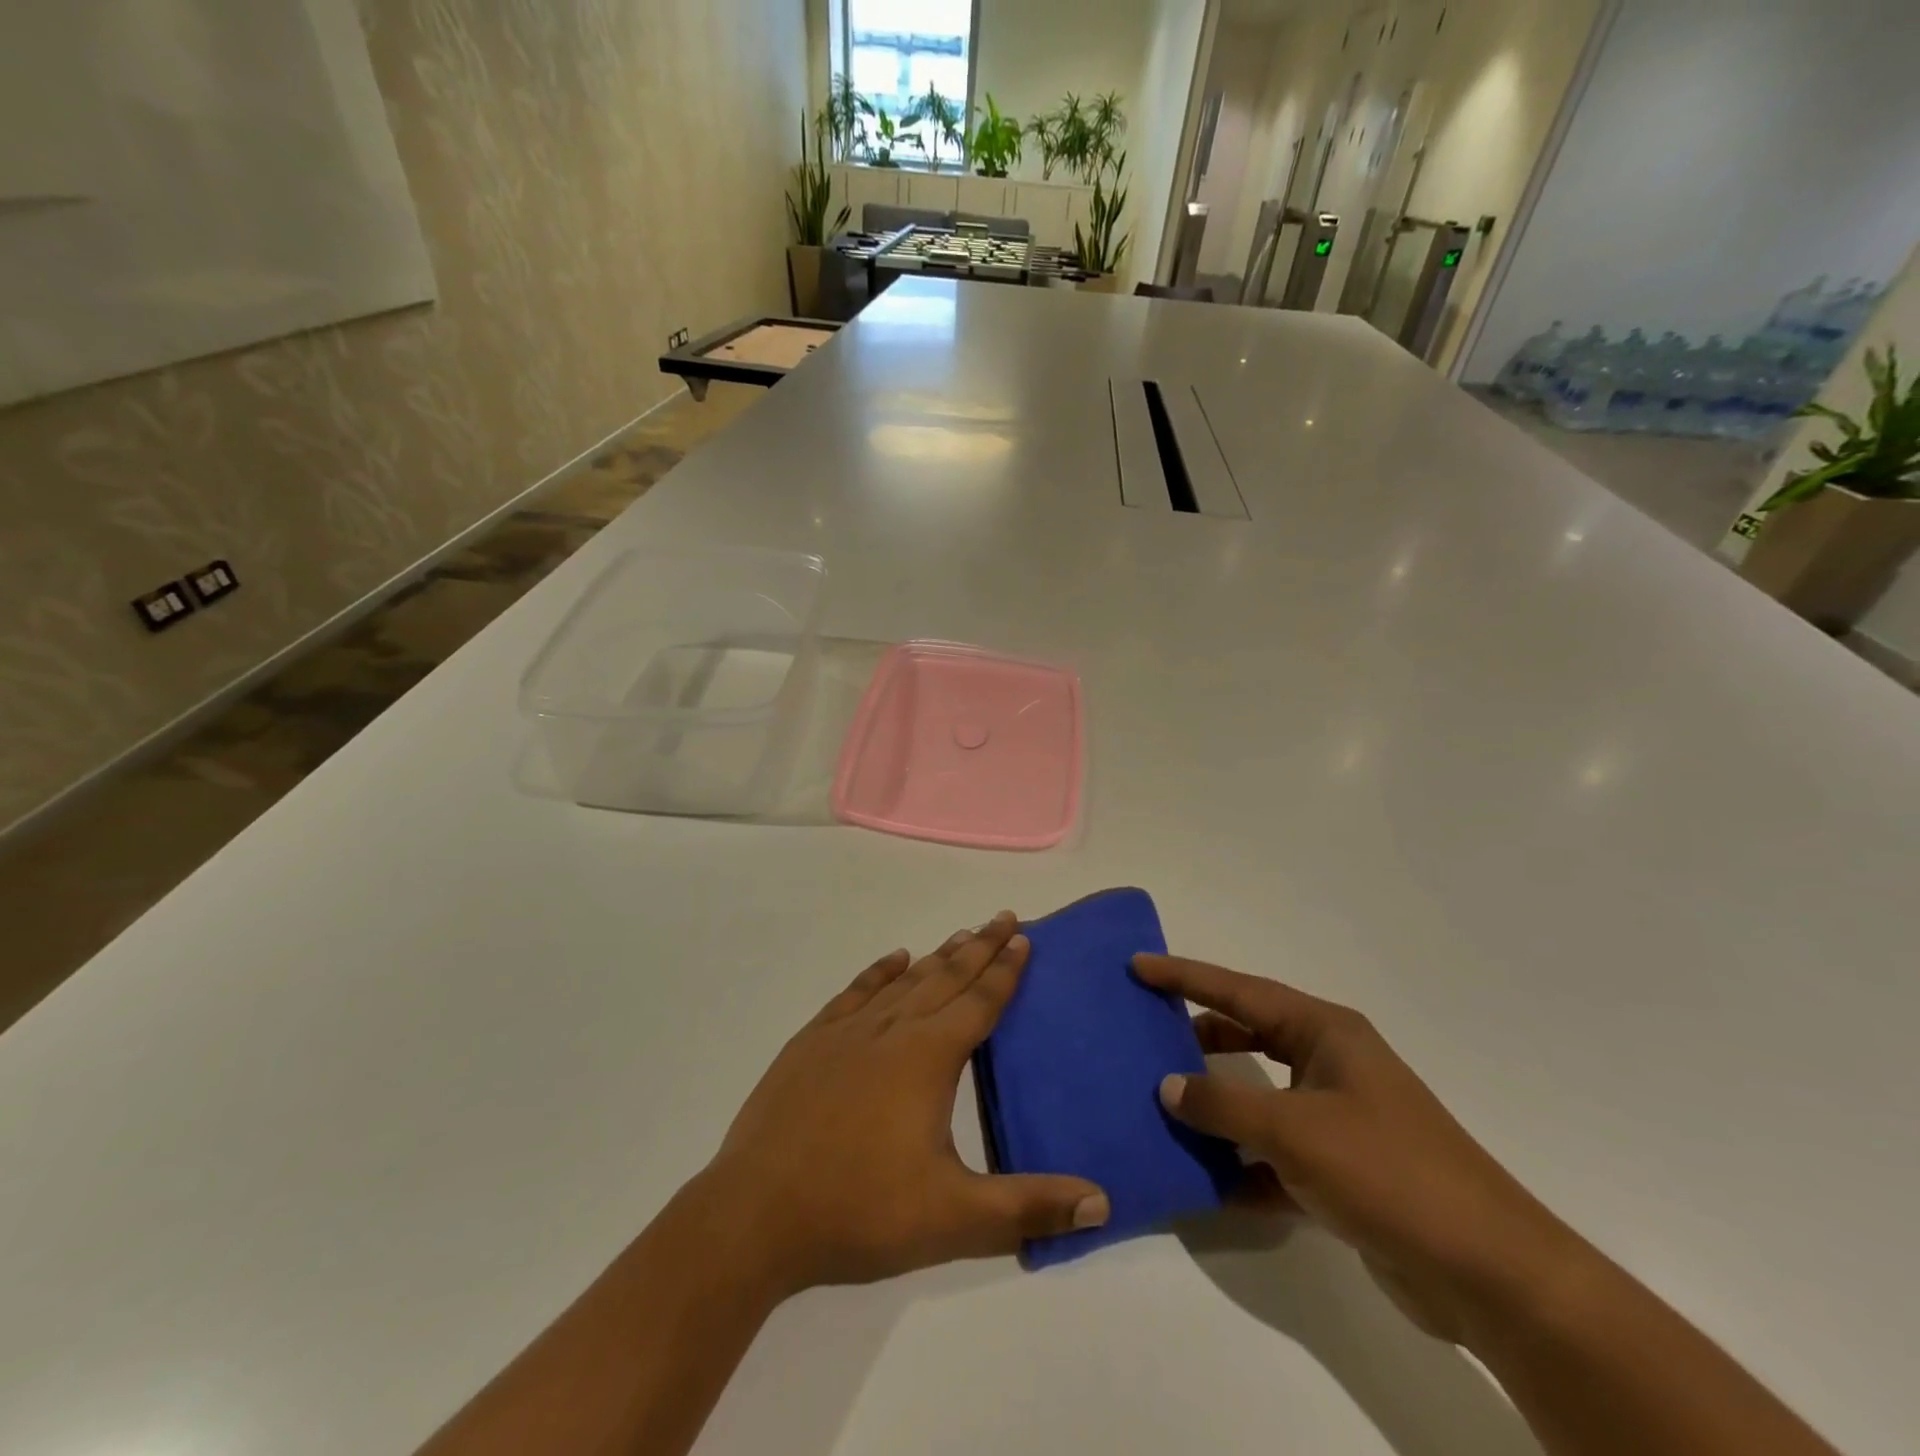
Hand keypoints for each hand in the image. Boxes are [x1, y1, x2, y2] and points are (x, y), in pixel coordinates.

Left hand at [704, 912, 1109, 1295]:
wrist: (755, 1214)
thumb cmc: (860, 1212)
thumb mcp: (954, 1219)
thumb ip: (1029, 1207)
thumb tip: (1103, 1202)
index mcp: (928, 1058)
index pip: (979, 1002)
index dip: (1005, 969)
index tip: (1023, 936)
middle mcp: (891, 1030)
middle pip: (946, 977)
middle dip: (979, 946)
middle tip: (1003, 916)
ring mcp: (846, 1032)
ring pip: (904, 980)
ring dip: (937, 957)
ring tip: (961, 935)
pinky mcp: (810, 1043)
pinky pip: (855, 993)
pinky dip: (879, 972)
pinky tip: (894, 960)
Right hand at [1134, 953, 1585, 1345]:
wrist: (1487, 1275)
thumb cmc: (1387, 1172)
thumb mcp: (1294, 1130)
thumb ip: (1223, 1105)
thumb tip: (1168, 1086)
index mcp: (1325, 1033)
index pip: (1239, 991)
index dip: (1185, 976)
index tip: (1138, 965)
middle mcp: (1330, 1065)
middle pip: (1248, 1036)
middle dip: (1197, 1035)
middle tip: (1143, 1030)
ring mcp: (1336, 1118)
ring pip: (1257, 1097)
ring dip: (1215, 1104)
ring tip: (1160, 1101)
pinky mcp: (1339, 1171)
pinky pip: (1272, 1154)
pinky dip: (1239, 1163)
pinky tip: (1200, 1179)